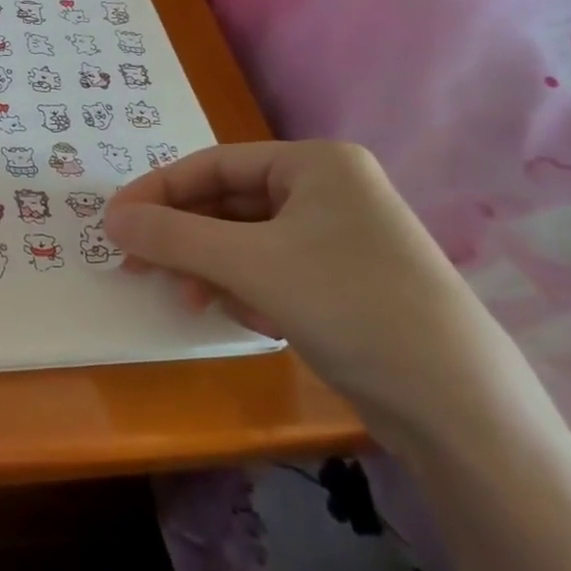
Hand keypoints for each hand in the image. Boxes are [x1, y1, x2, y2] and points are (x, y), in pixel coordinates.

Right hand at [102, 141, 518, 441]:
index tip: (114, 223)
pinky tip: (251, 320)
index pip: (213, 163)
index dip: (158, 191)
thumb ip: (173, 236)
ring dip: (213, 269)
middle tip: (138, 266)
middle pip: (228, 203)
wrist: (459, 407)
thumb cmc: (350, 305)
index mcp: (316, 163)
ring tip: (196, 302)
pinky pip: (272, 270)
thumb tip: (111, 220)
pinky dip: (248, 290)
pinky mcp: (345, 282)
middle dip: (185, 238)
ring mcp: (340, 237)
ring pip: (246, 241)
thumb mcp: (249, 264)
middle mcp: (329, 190)